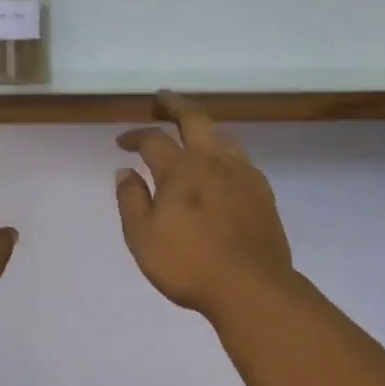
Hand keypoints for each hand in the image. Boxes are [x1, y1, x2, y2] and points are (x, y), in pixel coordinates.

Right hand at [115, 93, 294, 320]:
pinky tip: (222, 165)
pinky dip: (224, 151)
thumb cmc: (189, 265)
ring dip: (204, 126)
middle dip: (175, 105)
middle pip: (194, 119)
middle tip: (163, 99)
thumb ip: (131, 200)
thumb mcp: (142, 237)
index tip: (122, 142)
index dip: (134, 135)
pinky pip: (241, 157)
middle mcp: (213, 161)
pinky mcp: (262, 191)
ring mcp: (242, 173)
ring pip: (222, 135)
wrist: (251, 287)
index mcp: (180, 169)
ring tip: (193, 129)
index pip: (153, 139)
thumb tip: (125, 171)